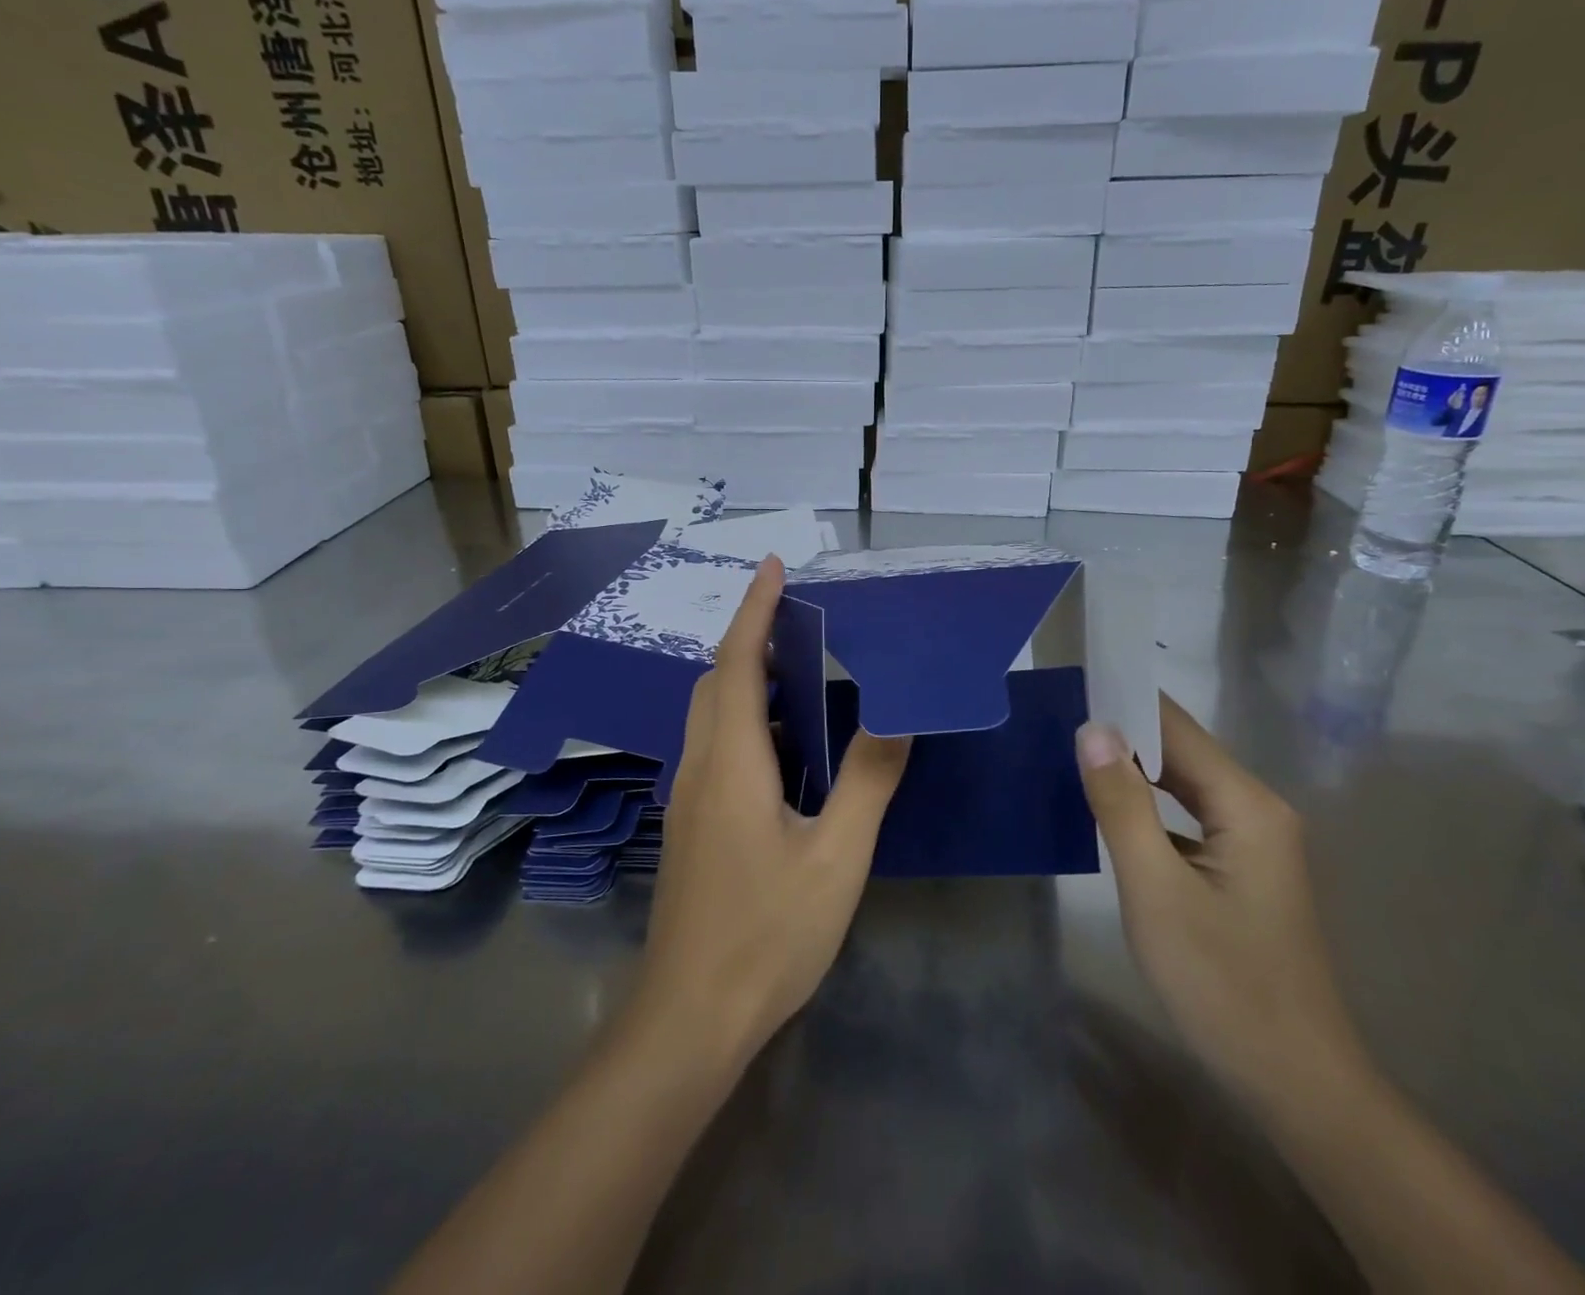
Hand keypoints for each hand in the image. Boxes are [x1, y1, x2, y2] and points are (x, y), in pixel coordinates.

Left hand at [634, 554, 911, 1066]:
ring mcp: (688, 798)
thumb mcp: (836, 856)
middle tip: (801, 624)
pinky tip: (785, 747)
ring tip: (800, 674)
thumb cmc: (767, 933)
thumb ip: (867, 781)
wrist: (691, 1017)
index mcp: (731, 761)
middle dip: (750, 640)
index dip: (753, 610)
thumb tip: (896, 717)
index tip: (773, 566)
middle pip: (714, 682)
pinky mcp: (691, 825)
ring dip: (746, 680)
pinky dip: (744, 719)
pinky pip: (715, 747)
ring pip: (709, 715)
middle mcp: (700, 767)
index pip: (736, 663)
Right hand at [1075, 694, 1366, 1113]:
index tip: (1070, 686)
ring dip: (1133, 768)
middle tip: (1056, 719)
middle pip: (1182, 751)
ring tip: (1071, 752)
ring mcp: (1254, 841)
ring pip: (1184, 785)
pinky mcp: (1242, 868)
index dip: (1124, 702)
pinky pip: (1188, 817)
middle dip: (1124, 732)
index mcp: (1247, 804)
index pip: (1177, 727)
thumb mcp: (1156, 890)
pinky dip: (1149, 805)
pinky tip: (1111, 810)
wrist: (1295, 1082)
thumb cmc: (1222, 983)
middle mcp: (1257, 809)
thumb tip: (1092, 728)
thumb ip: (1122, 805)